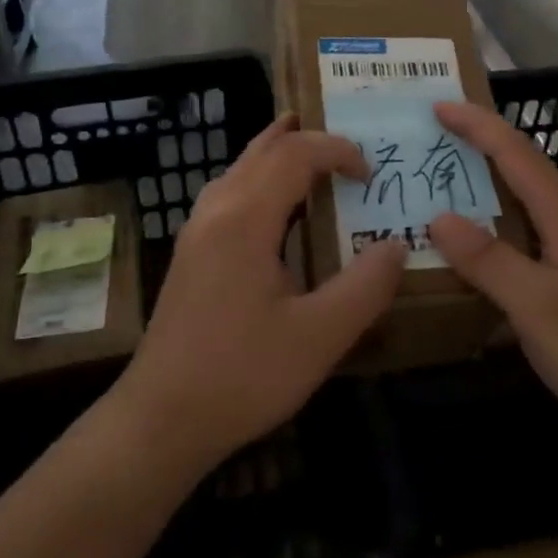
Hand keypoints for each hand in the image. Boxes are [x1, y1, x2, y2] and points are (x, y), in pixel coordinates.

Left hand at [116, 115, 405, 470]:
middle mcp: (216, 211)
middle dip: (305, 139)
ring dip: (276, 152)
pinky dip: (258, 178)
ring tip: (307, 149)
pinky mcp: (190, 253)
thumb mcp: (320, 337)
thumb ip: (365, 286)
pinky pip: (228, 192)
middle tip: (345, 142)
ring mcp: (196, 231)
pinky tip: (272, 206)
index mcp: (246, 219)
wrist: (161, 419)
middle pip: (262, 151)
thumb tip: (396, 245)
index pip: (295, 155)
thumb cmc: (243, 375)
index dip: (337, 151)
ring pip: (239, 169)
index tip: (371, 175)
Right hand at [427, 101, 557, 448]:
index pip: (518, 155)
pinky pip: (527, 237)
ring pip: (526, 204)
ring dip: (488, 185)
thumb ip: (488, 260)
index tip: (439, 106)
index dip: (479, 126)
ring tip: (446, 183)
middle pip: (524, 169)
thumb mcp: (536, 305)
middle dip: (481, 146)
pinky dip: (496, 227)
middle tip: (434, 139)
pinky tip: (477, 249)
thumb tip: (440, 216)